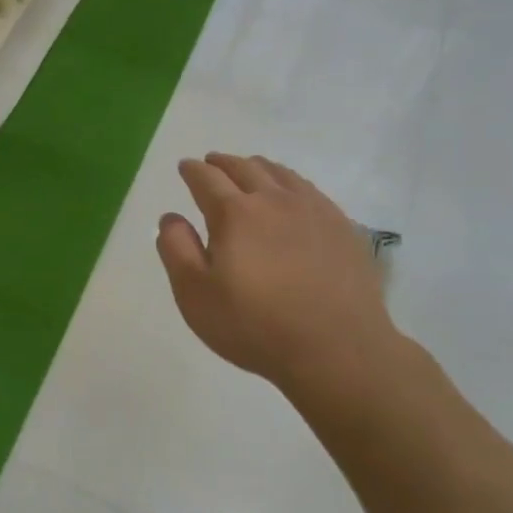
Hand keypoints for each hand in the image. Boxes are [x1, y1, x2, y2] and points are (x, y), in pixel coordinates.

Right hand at [156, 153, 397, 394]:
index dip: (192, 170)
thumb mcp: (195, 294)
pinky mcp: (342, 227)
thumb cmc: (255, 325)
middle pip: (245, 168)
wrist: (337, 349)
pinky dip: (290, 182)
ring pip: (281, 174)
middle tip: (212, 162)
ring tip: (249, 169)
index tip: (184, 167)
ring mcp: (313, 211)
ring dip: (258, 167)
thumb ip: (176, 249)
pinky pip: (310, 190)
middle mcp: (273, 200)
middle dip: (223, 162)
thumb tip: (170, 217)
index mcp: (234, 213)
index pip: (206, 179)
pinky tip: (291, 194)